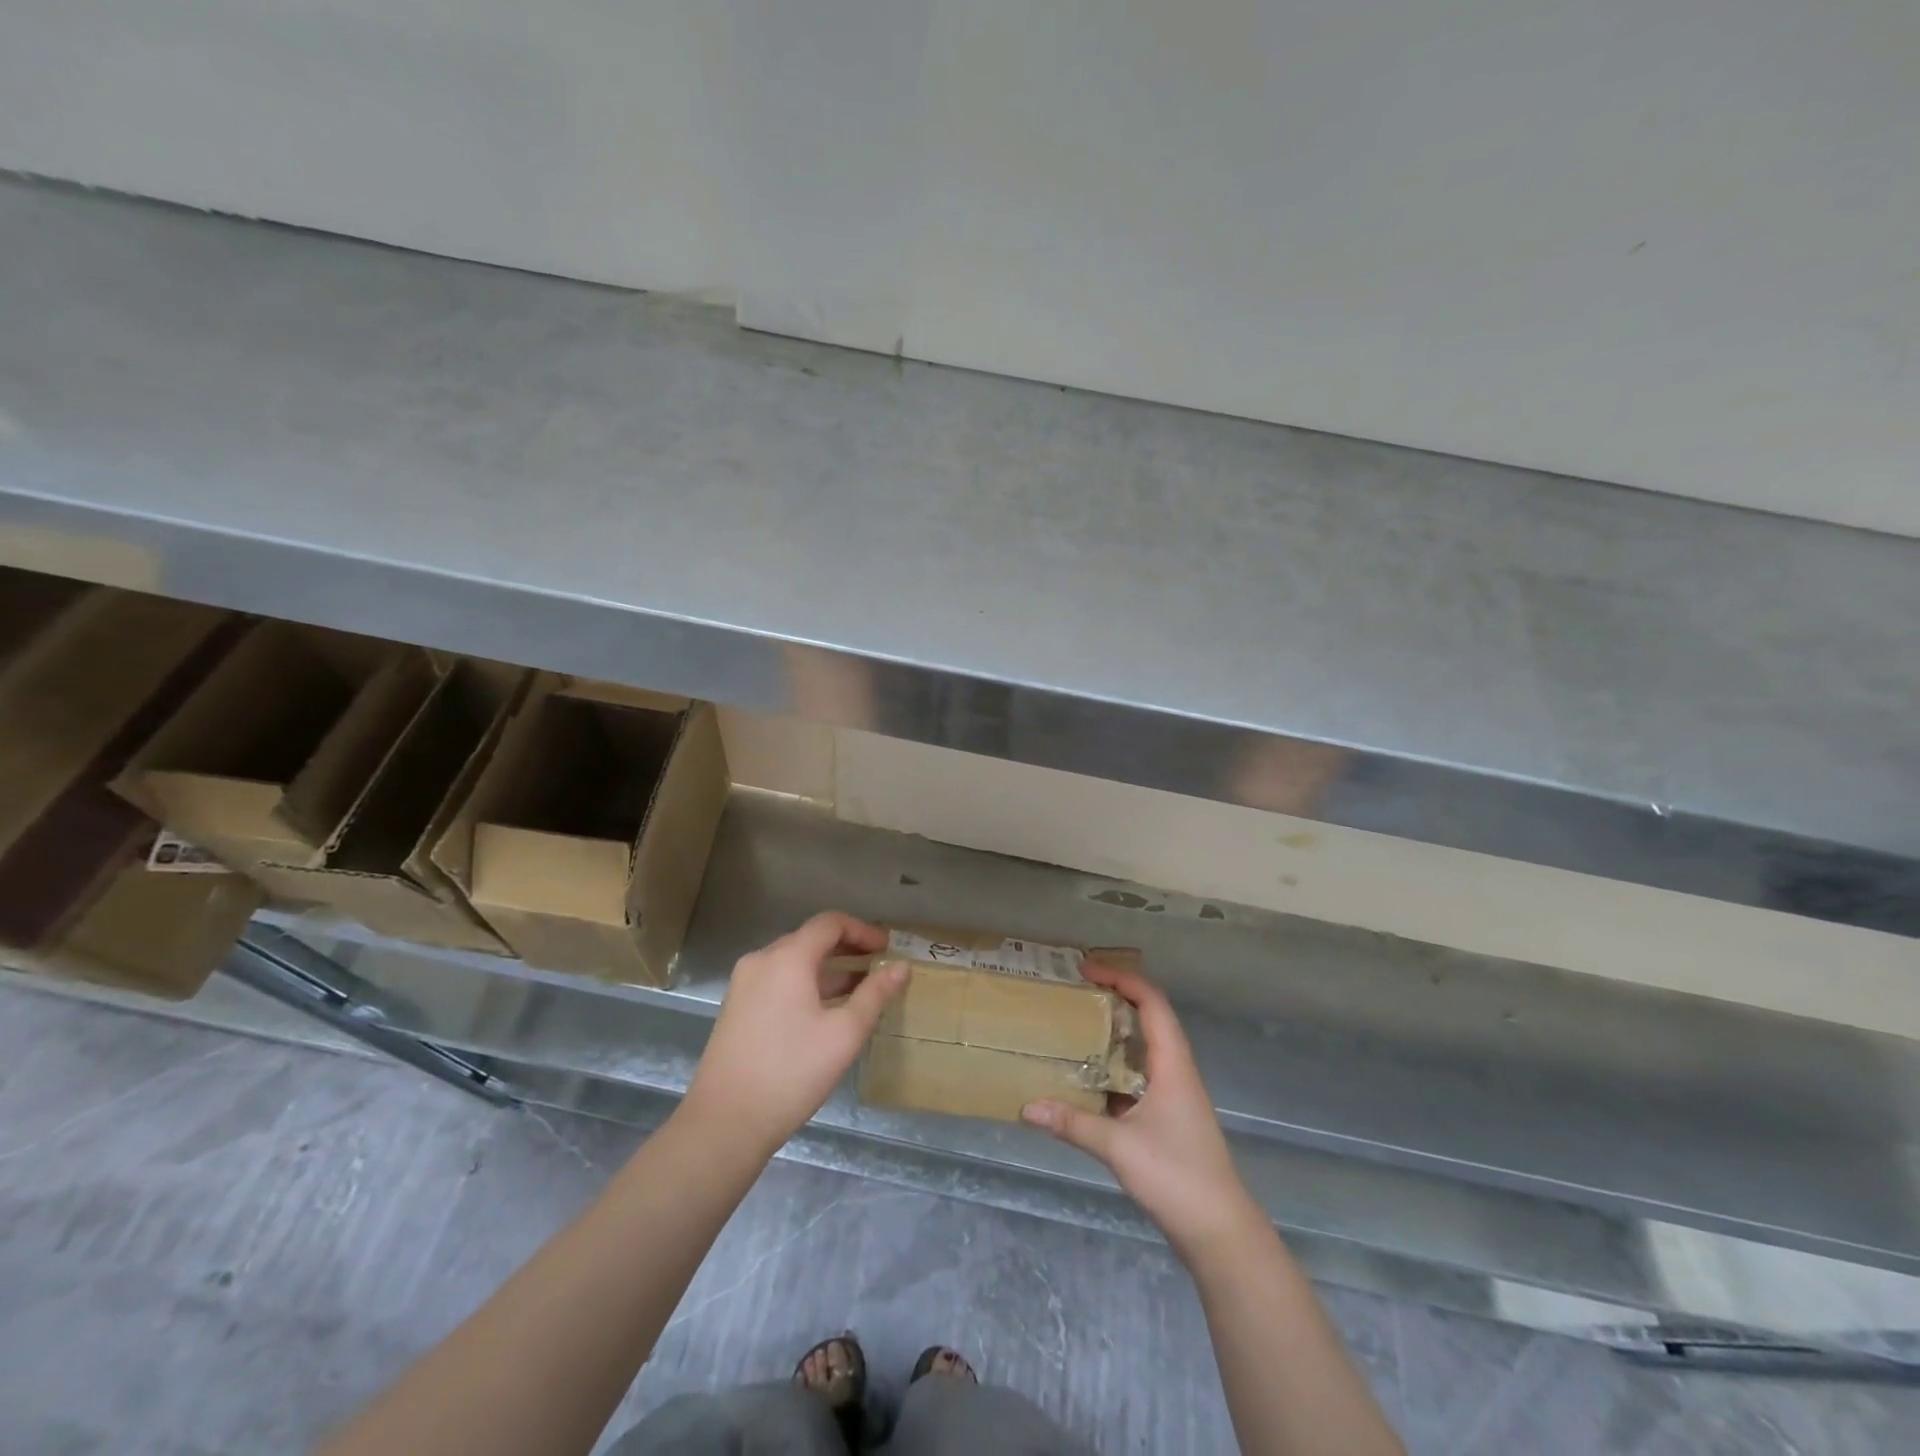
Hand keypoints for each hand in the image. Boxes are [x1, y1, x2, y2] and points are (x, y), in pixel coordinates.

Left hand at [684, 912, 906, 1155]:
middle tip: (878, 966)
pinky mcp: (736, 1007)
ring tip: (859, 989)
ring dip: (827, 968)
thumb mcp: (844, 1034)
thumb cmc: (791, 1072)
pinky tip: (824, 1010)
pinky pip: (778, 980)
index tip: (887, 949)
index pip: (830, 923)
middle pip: (810, 939)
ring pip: (793, 961)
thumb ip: (875, 994)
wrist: (724, 1123)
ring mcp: (744, 984)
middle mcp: (761, 960)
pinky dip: (805, 983)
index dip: (862, 930)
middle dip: (847, 948)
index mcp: (787, 958)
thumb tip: (902, 967)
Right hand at [1021, 963, 1256, 1255]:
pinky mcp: (1170, 1118)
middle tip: (1077, 993)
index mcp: (1173, 1064)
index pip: (1152, 1003)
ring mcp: (1176, 1095)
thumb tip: (1026, 1107)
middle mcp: (1177, 1071)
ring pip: (1145, 1048)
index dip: (1122, 979)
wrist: (1220, 1232)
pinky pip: (1140, 1075)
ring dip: (1116, 1032)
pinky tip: (1088, 1079)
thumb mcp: (1118, 1146)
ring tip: (1077, 1026)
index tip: (1087, 971)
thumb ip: (1072, 1123)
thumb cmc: (1176, 1176)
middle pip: (1151, 1018)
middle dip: (1116, 998)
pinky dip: (1116, 1066)